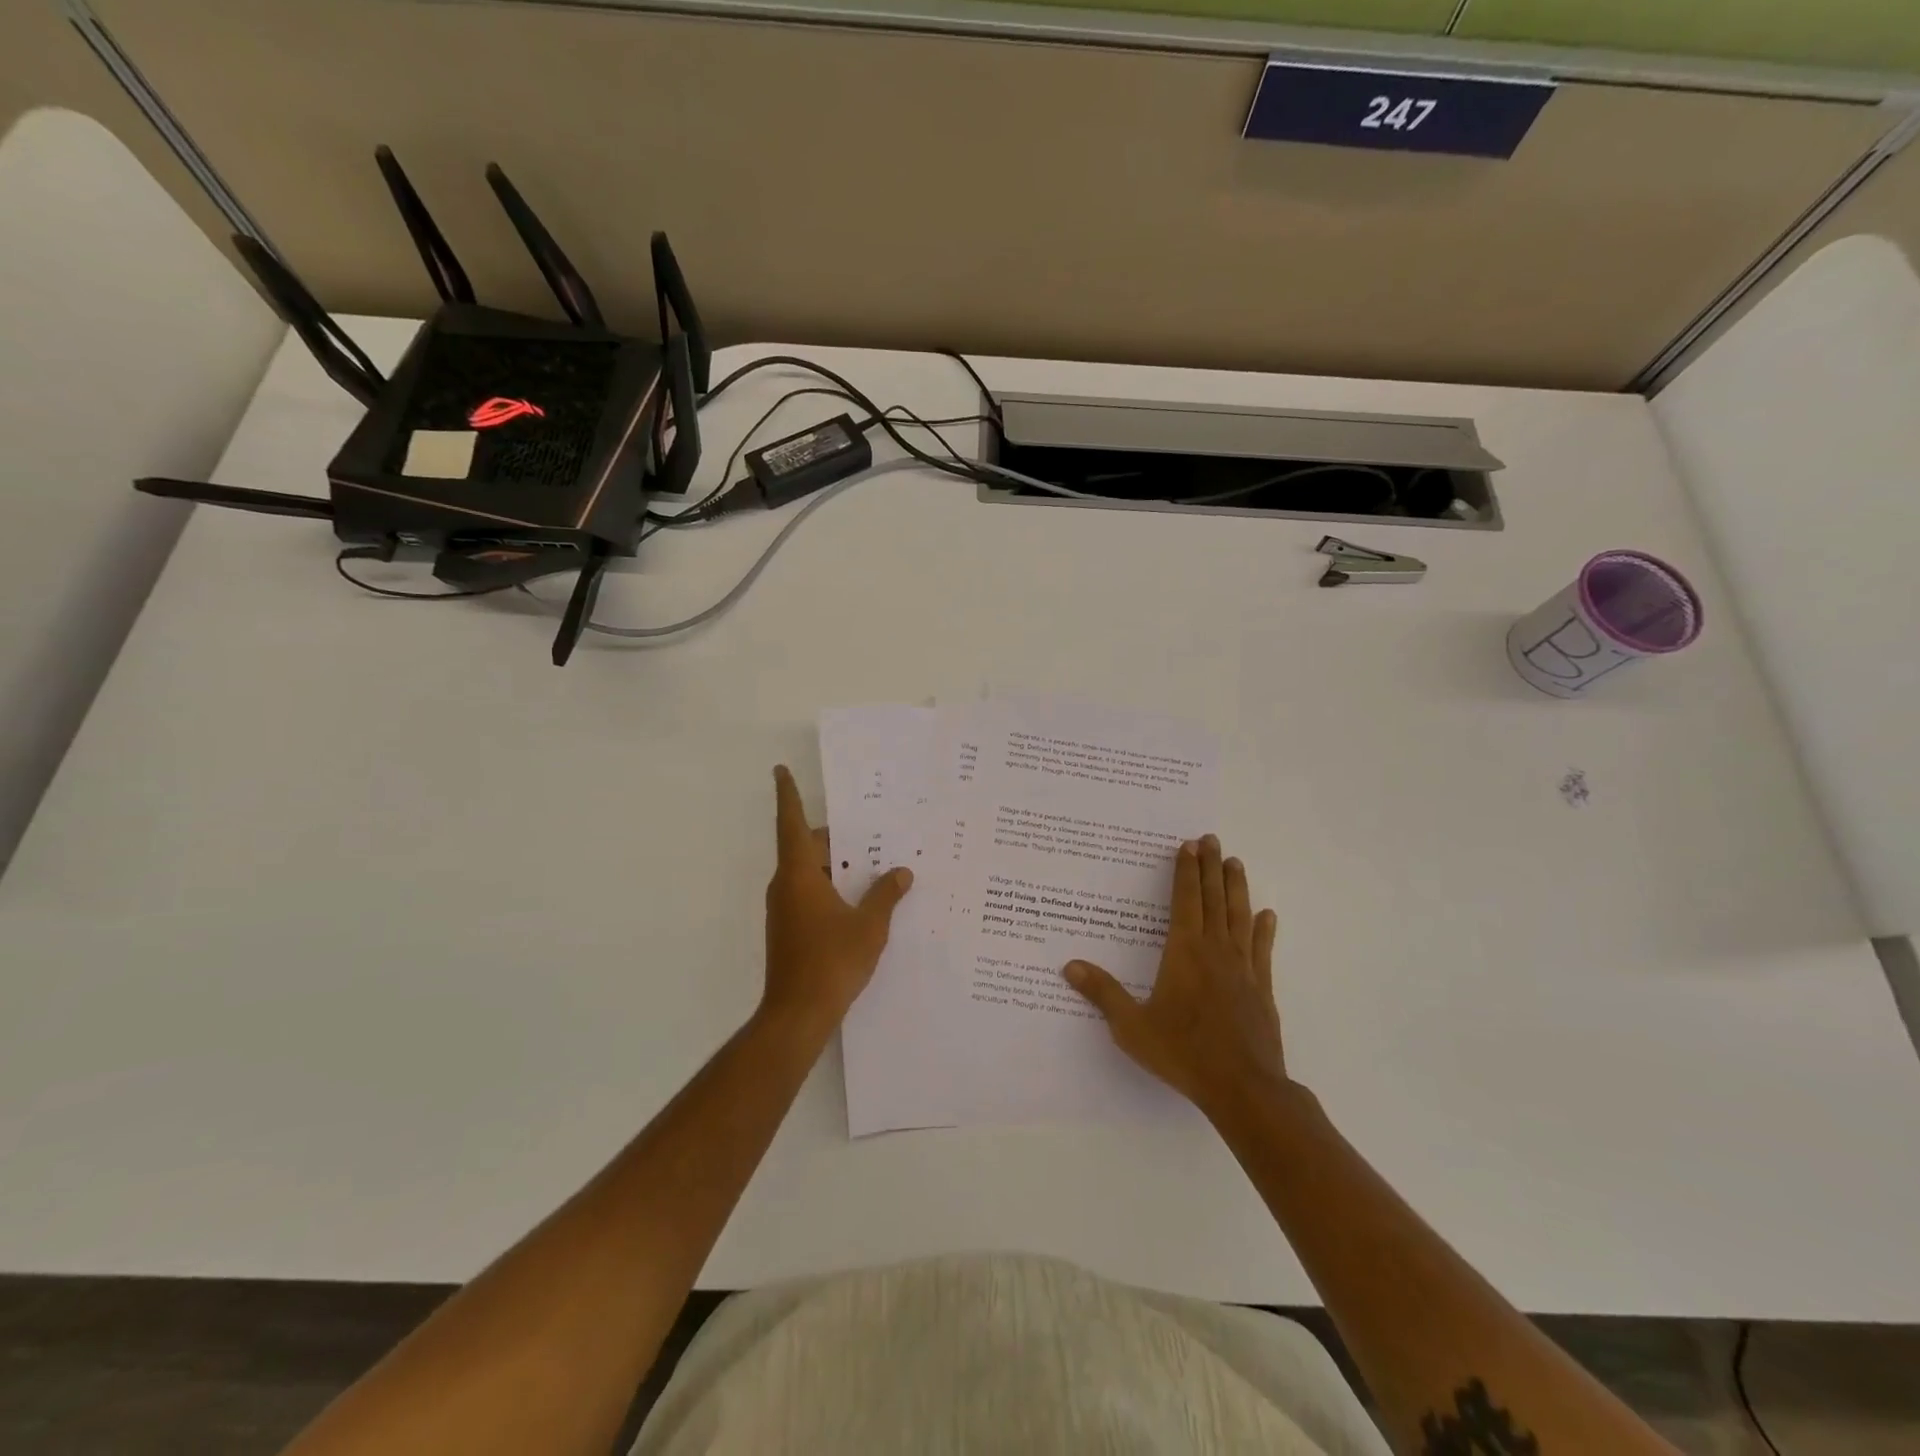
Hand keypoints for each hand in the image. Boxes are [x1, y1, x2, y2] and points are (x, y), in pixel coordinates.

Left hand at [761, 765, 912, 1041]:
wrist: (797, 1014)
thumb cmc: (831, 961)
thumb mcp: (868, 925)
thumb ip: (886, 895)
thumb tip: (901, 872)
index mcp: (799, 875)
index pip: (791, 823)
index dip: (787, 795)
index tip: (780, 770)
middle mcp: (786, 886)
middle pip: (807, 848)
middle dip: (836, 838)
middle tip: (870, 828)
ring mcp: (784, 909)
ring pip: (810, 873)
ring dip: (837, 865)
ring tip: (875, 861)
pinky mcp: (789, 929)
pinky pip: (811, 894)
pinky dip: (833, 887)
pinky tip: (862, 898)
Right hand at [1064, 835, 1288, 1119]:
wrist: (1244, 1088)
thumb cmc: (1183, 1052)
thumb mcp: (1132, 1026)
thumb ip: (1103, 993)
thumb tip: (1069, 965)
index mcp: (1184, 952)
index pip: (1185, 900)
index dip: (1185, 871)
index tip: (1187, 846)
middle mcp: (1216, 950)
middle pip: (1213, 899)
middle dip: (1210, 867)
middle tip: (1211, 838)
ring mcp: (1243, 967)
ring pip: (1239, 916)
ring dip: (1236, 887)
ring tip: (1235, 862)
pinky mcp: (1262, 988)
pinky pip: (1263, 949)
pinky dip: (1264, 929)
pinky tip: (1267, 915)